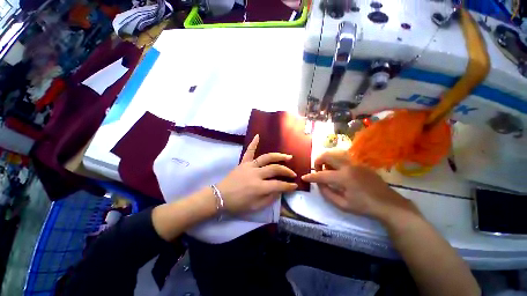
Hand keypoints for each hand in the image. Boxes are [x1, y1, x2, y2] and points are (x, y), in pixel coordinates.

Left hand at [217, 135, 297, 213]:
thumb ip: (269, 198)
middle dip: (286, 171)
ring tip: (287, 156)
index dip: (288, 186)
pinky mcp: (243, 163)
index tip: (295, 185)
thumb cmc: (238, 204)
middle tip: (293, 173)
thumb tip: (280, 190)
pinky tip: (258, 136)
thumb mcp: (255, 207)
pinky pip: (249, 152)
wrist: (220, 197)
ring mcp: (249, 166)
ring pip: (266, 158)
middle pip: (275, 169)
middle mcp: (256, 174)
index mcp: (259, 187)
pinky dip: (253, 143)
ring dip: (278, 156)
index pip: (278, 185)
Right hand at [301, 150, 418, 219]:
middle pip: (327, 155)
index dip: (311, 177)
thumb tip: (318, 184)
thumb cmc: (364, 207)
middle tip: (317, 170)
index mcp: (344, 178)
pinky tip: (337, 168)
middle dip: (317, 161)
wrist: (388, 204)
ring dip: (327, 159)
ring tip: (327, 169)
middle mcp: (348, 166)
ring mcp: (355, 162)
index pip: (321, 175)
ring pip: (335, 152)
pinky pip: (343, 155)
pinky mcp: (360, 162)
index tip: (304, 177)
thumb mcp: (342, 205)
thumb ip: (327, 193)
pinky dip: (335, 159)